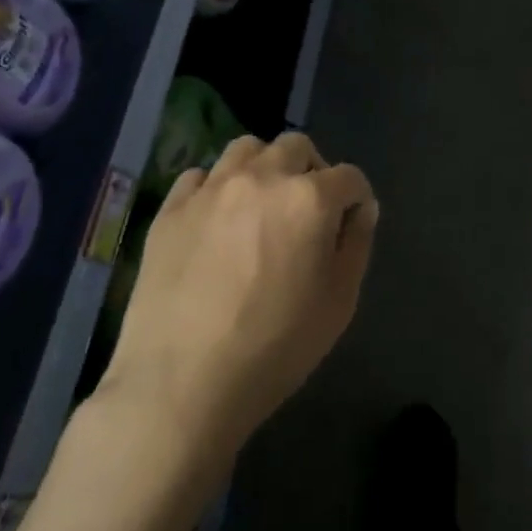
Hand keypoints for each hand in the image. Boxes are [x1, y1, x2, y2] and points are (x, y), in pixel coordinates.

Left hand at [100, 132, 378, 453]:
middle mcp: (261, 178)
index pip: (350, 177)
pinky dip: (218, 188)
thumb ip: (357, 244)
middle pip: (296, 147)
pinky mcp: (170, 209)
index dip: (357, 200)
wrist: (182, 383)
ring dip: (265, 168)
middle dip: (312, 171)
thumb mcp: (339, 301)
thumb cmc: (276, 347)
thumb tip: (361, 209)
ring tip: (262, 207)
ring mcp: (210, 190)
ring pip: (246, 149)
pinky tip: (217, 223)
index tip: (351, 226)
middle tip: (308, 213)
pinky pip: (201, 177)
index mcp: (310, 199)